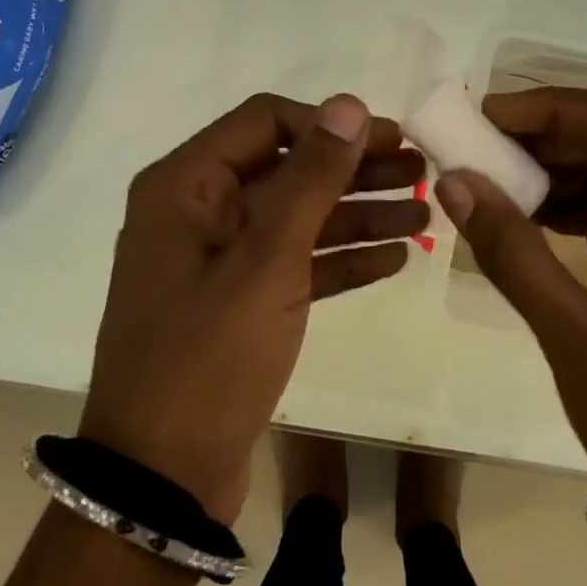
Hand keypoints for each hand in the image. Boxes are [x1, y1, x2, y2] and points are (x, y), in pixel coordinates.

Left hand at [80, 94, 426, 522]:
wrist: (161, 481)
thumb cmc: (207, 358)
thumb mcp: (265, 261)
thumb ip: (310, 178)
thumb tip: (348, 104)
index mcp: (185, 186)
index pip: (264, 121)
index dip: (328, 124)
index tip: (388, 138)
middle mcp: (198, 211)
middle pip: (287, 169)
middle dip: (355, 170)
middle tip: (422, 173)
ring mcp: (219, 260)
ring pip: (298, 219)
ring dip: (359, 214)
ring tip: (425, 215)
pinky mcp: (239, 303)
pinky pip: (296, 264)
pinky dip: (341, 259)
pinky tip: (395, 258)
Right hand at [437, 88, 586, 515]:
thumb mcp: (575, 337)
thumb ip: (511, 251)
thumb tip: (452, 181)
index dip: (555, 107)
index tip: (487, 116)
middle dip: (549, 138)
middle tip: (477, 144)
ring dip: (558, 173)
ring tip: (490, 177)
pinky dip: (574, 209)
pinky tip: (524, 215)